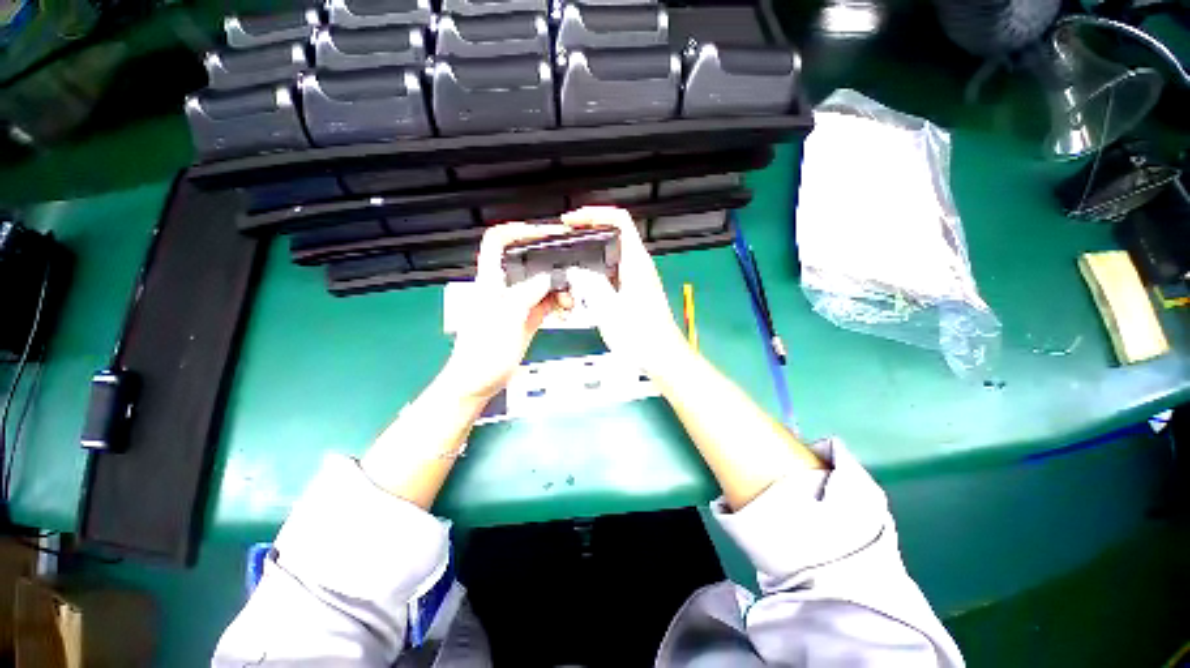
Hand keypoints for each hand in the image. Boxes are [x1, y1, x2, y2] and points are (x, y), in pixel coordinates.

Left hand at [439, 222, 568, 400]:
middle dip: (549, 263)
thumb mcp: (505, 319)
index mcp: (490, 282)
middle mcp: (505, 288)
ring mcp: (518, 303)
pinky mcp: (527, 318)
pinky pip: (546, 303)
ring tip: (569, 300)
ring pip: (541, 284)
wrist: (478, 381)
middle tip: (569, 270)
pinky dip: (558, 302)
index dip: (516, 231)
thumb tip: (547, 278)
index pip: (496, 243)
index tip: (540, 233)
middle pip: (527, 262)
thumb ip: (526, 295)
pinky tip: (566, 309)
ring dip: (558, 287)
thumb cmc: (482, 352)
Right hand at [562, 207, 688, 373]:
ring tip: (567, 262)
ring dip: (589, 255)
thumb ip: (590, 285)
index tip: (572, 221)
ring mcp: (636, 279)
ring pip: (610, 256)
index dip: (595, 214)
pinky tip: (580, 285)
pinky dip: (594, 273)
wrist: (662, 357)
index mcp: (636, 263)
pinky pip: (610, 273)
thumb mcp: (610, 310)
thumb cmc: (641, 335)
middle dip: (587, 233)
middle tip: (564, 241)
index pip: (620, 220)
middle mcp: (638, 266)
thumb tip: (574, 269)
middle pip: (613, 235)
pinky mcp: (633, 292)